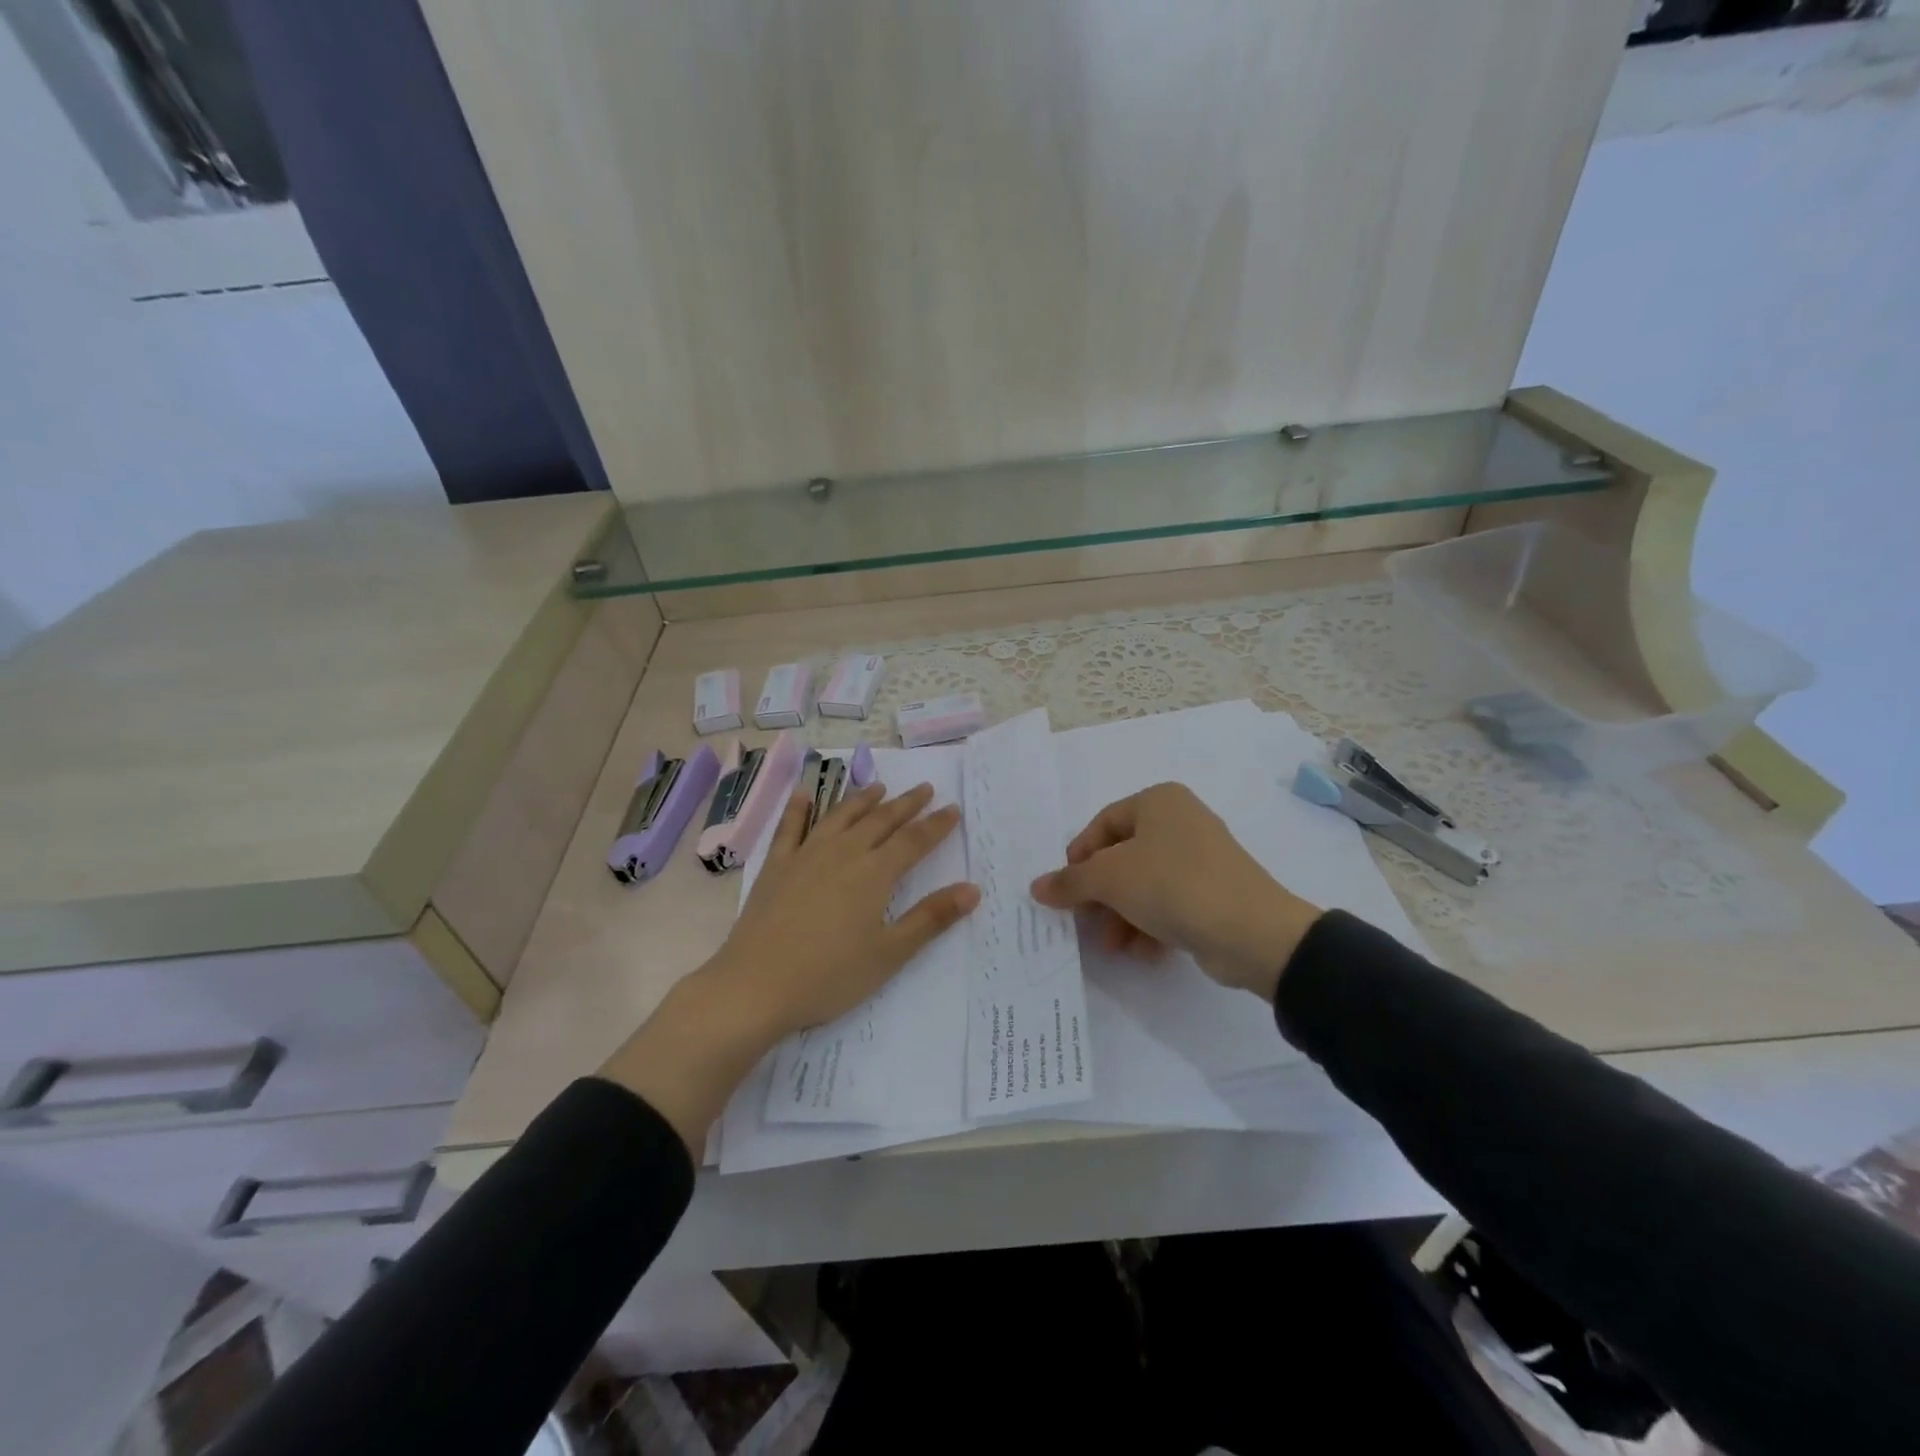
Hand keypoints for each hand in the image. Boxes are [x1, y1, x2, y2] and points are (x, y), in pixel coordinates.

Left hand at [711, 781, 979, 1035]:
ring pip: (841, 817)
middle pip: (880, 821)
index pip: (914, 841)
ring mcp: (806, 856)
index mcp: (874, 874)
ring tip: (878, 787)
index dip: (936, 825)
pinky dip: (800, 808)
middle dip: (905, 804)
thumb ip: (931, 918)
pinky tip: (805, 794)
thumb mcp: (889, 954)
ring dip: (862, 800)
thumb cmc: (829, 975)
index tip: (953, 809)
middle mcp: (843, 853)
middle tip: (924, 788)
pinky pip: (790, 828)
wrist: (755, 986)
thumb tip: (972, 889)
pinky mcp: (776, 866)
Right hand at [1030, 783, 1319, 1000]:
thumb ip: (1070, 882)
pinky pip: (1171, 903)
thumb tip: (1037, 887)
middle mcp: (1181, 821)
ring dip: (1123, 916)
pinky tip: (1144, 952)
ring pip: (1145, 884)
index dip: (1079, 858)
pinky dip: (1152, 925)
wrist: (1252, 931)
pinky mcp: (1216, 892)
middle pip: (1122, 857)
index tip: (1066, 891)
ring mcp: (1202, 857)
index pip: (1102, 824)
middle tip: (1086, 923)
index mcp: (1158, 801)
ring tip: (1115, 947)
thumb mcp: (1110, 880)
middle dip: (1101, 896)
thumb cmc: (1172, 885)